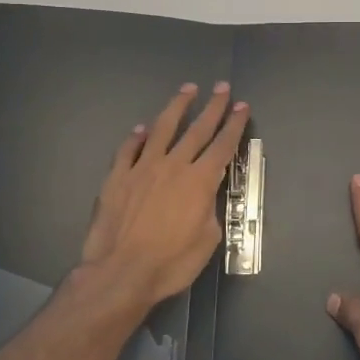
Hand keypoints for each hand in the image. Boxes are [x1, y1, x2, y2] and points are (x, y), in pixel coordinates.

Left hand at [81, 81, 250, 309]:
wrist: (121, 272)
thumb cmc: (171, 262)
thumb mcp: (208, 239)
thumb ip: (210, 209)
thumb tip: (206, 196)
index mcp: (200, 181)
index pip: (223, 146)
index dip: (234, 125)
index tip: (242, 106)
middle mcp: (173, 165)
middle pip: (197, 129)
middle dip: (213, 107)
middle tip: (222, 87)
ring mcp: (142, 168)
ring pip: (162, 128)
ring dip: (177, 107)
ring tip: (187, 90)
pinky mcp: (117, 178)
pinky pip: (128, 149)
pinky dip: (137, 137)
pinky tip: (142, 129)